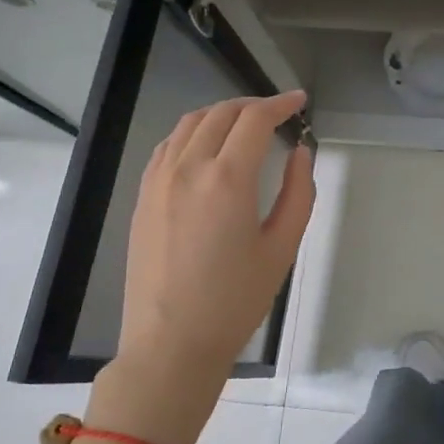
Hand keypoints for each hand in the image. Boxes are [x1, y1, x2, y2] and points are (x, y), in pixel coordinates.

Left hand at [88, 92, 315, 443]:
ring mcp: (159, 180)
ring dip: (222, 113)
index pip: (255, 119)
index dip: (280, 104)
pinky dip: (193, 132)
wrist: (171, 343)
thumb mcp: (282, 248)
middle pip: (221, 113)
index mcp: (227, 180)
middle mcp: (188, 168)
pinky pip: (168, 145)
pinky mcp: (143, 196)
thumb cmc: (235, 300)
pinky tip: (207, 146)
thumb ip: (298, 193)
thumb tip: (300, 153)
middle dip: (254, 105)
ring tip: (245, 123)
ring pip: (190, 123)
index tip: (299, 101)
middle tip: (278, 113)